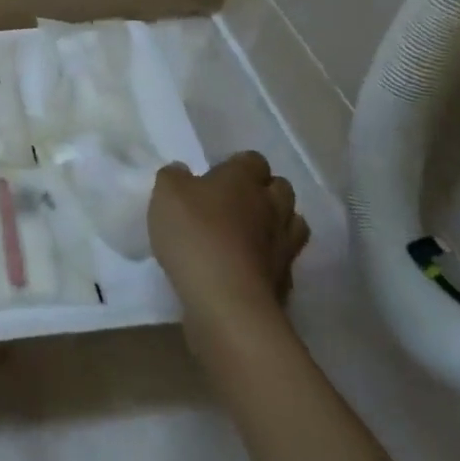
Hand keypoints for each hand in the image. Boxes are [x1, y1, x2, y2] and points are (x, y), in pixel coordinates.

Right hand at [149, 152, 309, 333]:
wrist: (226, 300)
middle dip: (265, 190)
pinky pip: (286, 260)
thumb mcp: (166, 194)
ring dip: (277, 223)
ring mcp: (284, 244)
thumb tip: (183, 172)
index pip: (252, 160)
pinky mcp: (285, 280)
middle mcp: (270, 206)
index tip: (217, 176)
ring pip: (293, 223)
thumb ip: (174, 177)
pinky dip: (273, 259)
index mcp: (243, 179)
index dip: (238, 165)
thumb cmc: (195, 234)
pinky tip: (252, 265)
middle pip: (281, 188)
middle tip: (236, 201)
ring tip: (252, 232)